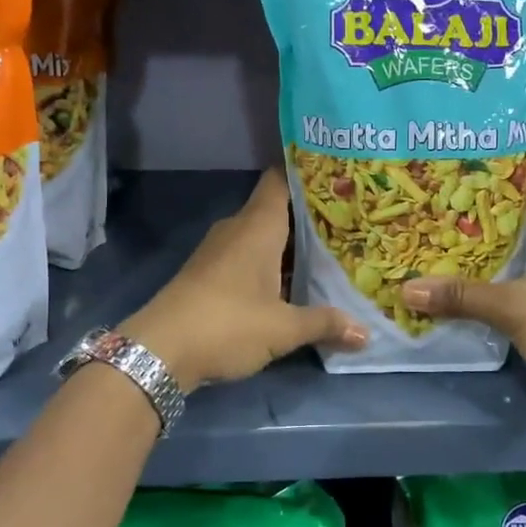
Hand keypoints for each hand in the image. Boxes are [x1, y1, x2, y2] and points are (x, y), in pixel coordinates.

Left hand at [123, 170, 366, 390]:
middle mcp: (237, 230)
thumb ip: (325, 324)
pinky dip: (273, 265)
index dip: (308, 174)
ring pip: (264, 238)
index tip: (339, 176)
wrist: (159, 352)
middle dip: (310, 216)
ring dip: (292, 246)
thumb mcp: (283, 329)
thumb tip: (366, 333)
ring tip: (333, 252)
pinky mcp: (210, 275)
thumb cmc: (227, 325)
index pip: (281, 180)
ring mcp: (220, 252)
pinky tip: (295, 283)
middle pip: (277, 210)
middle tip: (351, 221)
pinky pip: (250, 258)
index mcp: (257, 226)